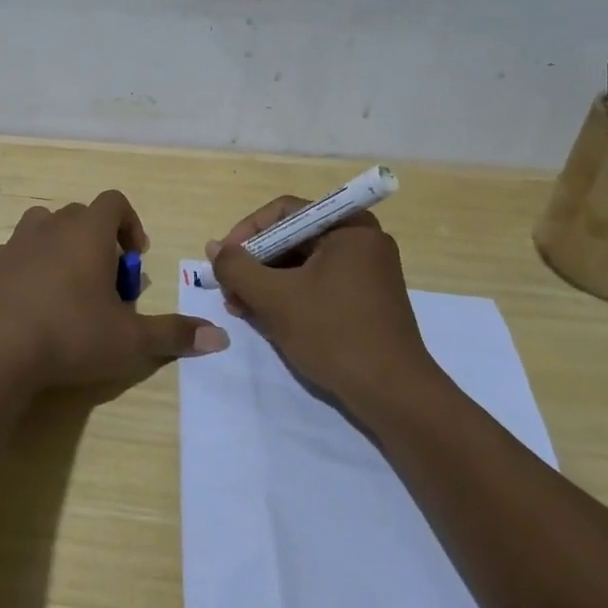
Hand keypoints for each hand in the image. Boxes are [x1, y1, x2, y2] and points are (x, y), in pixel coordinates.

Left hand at [0, 190, 227, 391]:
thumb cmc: (71, 334)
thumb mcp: (130, 340)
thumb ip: (174, 334)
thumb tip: (221, 339)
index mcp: (87, 230)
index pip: (114, 202)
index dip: (130, 224)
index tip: (134, 258)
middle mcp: (51, 226)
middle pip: (81, 215)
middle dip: (98, 241)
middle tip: (106, 284)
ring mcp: (16, 243)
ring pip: (44, 227)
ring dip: (61, 247)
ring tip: (69, 287)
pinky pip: (17, 254)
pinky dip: (30, 268)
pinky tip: (34, 304)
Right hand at [208, 197, 437, 404]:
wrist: (393, 394)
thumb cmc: (333, 334)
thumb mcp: (275, 298)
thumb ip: (237, 268)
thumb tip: (215, 248)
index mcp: (349, 227)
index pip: (284, 212)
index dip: (247, 232)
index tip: (223, 259)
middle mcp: (362, 241)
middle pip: (293, 238)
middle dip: (255, 263)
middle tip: (228, 288)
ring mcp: (367, 272)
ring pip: (303, 265)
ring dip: (268, 282)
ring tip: (240, 307)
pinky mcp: (366, 300)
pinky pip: (318, 285)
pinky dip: (290, 296)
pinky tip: (266, 317)